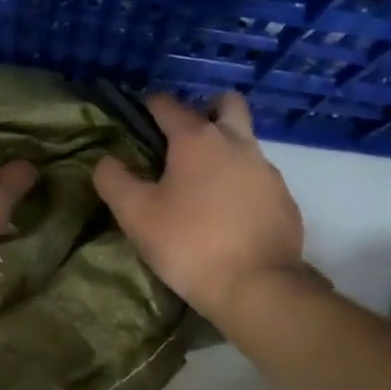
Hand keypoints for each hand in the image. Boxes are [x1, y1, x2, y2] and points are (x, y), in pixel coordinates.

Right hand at [94, 92, 304, 320]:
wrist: (257, 285)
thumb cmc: (189, 244)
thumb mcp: (136, 215)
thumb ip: (115, 181)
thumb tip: (107, 161)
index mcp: (197, 140)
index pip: (170, 105)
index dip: (152, 105)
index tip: (142, 113)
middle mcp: (236, 143)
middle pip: (227, 104)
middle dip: (206, 109)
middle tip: (186, 136)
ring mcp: (266, 170)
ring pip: (246, 142)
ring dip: (225, 150)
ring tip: (203, 184)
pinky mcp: (284, 199)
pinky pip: (260, 177)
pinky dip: (243, 183)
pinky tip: (229, 213)